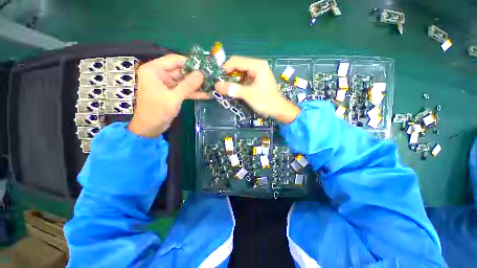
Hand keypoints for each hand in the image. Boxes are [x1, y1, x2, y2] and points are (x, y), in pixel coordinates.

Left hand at [129, 55, 205, 136]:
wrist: (150, 128)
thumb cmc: (157, 111)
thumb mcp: (174, 97)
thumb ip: (188, 85)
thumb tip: (201, 73)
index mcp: (154, 70)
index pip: (174, 60)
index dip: (190, 62)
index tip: (204, 66)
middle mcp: (159, 74)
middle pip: (180, 71)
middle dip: (195, 75)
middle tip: (210, 77)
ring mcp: (166, 84)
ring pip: (184, 81)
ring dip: (196, 85)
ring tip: (211, 85)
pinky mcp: (171, 93)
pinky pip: (184, 90)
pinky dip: (193, 93)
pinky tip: (206, 94)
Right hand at [215, 56, 299, 123]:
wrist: (279, 109)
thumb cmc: (266, 101)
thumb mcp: (248, 95)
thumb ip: (232, 89)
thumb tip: (216, 85)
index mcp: (257, 65)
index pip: (236, 61)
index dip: (225, 68)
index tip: (217, 79)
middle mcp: (257, 66)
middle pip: (238, 65)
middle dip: (228, 74)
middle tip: (221, 84)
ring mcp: (258, 72)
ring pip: (240, 72)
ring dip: (232, 79)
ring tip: (226, 87)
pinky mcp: (257, 79)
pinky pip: (244, 78)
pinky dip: (238, 83)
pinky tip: (234, 89)